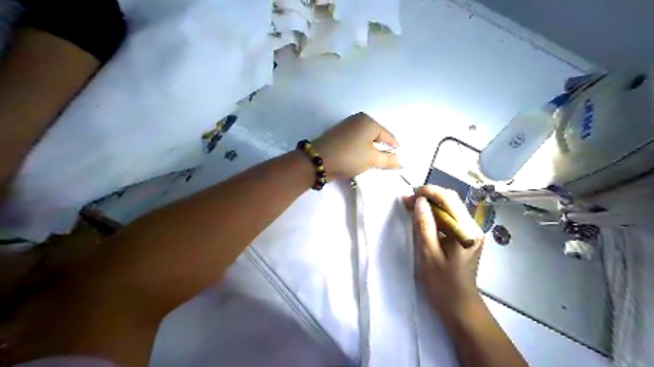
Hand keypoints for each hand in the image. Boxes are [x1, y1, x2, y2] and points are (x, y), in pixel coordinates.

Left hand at [313, 112, 401, 178]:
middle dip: (382, 151)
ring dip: (370, 152)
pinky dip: (360, 151)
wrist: (319, 160)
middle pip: (377, 137)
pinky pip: (356, 143)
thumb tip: (402, 161)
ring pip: (365, 141)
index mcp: (368, 121)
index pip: (388, 136)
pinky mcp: (338, 136)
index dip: (395, 149)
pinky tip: (360, 161)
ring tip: (373, 164)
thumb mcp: (372, 159)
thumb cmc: (350, 156)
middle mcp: (358, 120)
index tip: (400, 161)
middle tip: (386, 164)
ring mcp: (346, 127)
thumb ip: (389, 160)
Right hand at [405, 186, 483, 314]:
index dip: (429, 192)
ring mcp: (471, 231)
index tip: (410, 194)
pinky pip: (449, 218)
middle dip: (429, 196)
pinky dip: (435, 214)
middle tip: (407, 200)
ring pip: (450, 208)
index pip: (449, 199)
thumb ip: (424, 225)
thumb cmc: (442, 283)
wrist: (459, 305)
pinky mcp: (465, 236)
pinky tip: (423, 217)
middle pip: (451, 200)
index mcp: (466, 231)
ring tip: (411, 206)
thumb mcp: (428, 254)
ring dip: (431, 204)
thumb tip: (419, 201)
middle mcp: (473, 227)